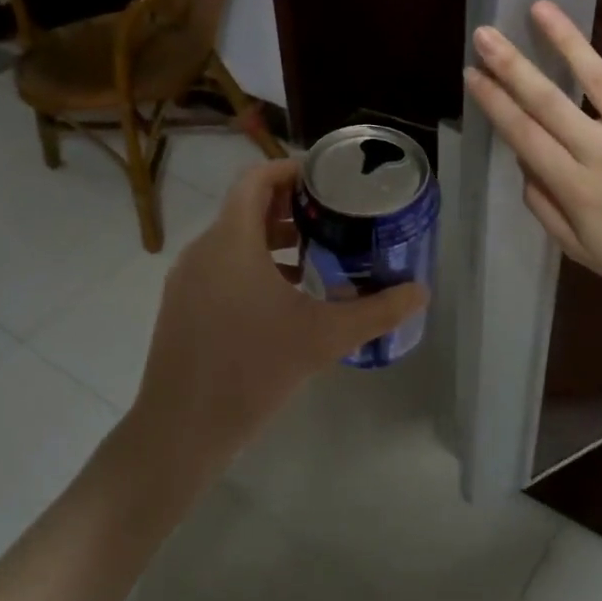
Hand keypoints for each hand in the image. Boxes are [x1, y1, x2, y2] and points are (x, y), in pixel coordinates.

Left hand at [128, 159, 426, 483]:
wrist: (181, 430)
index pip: (255, 179)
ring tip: (316, 254)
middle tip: (333, 217)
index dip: (290, 170)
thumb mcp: (324, 337)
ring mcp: (187, 281)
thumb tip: (420, 292)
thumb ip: (376, 311)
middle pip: (246, 208)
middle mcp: (203, 251)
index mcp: (231, 241)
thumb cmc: (252, 370)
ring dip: (272, 239)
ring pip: (233, 240)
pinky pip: (220, 267)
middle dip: (290, 207)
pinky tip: (285, 298)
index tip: (327, 180)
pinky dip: (253, 266)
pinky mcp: (182, 307)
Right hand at [465, 0, 601, 309]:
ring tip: (540, 7)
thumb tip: (523, 164)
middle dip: (511, 66)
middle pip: (548, 101)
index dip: (494, 103)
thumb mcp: (579, 249)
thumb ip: (545, 207)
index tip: (472, 75)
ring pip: (597, 78)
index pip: (524, 135)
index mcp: (575, 186)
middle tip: (485, 33)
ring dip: (565, 40)